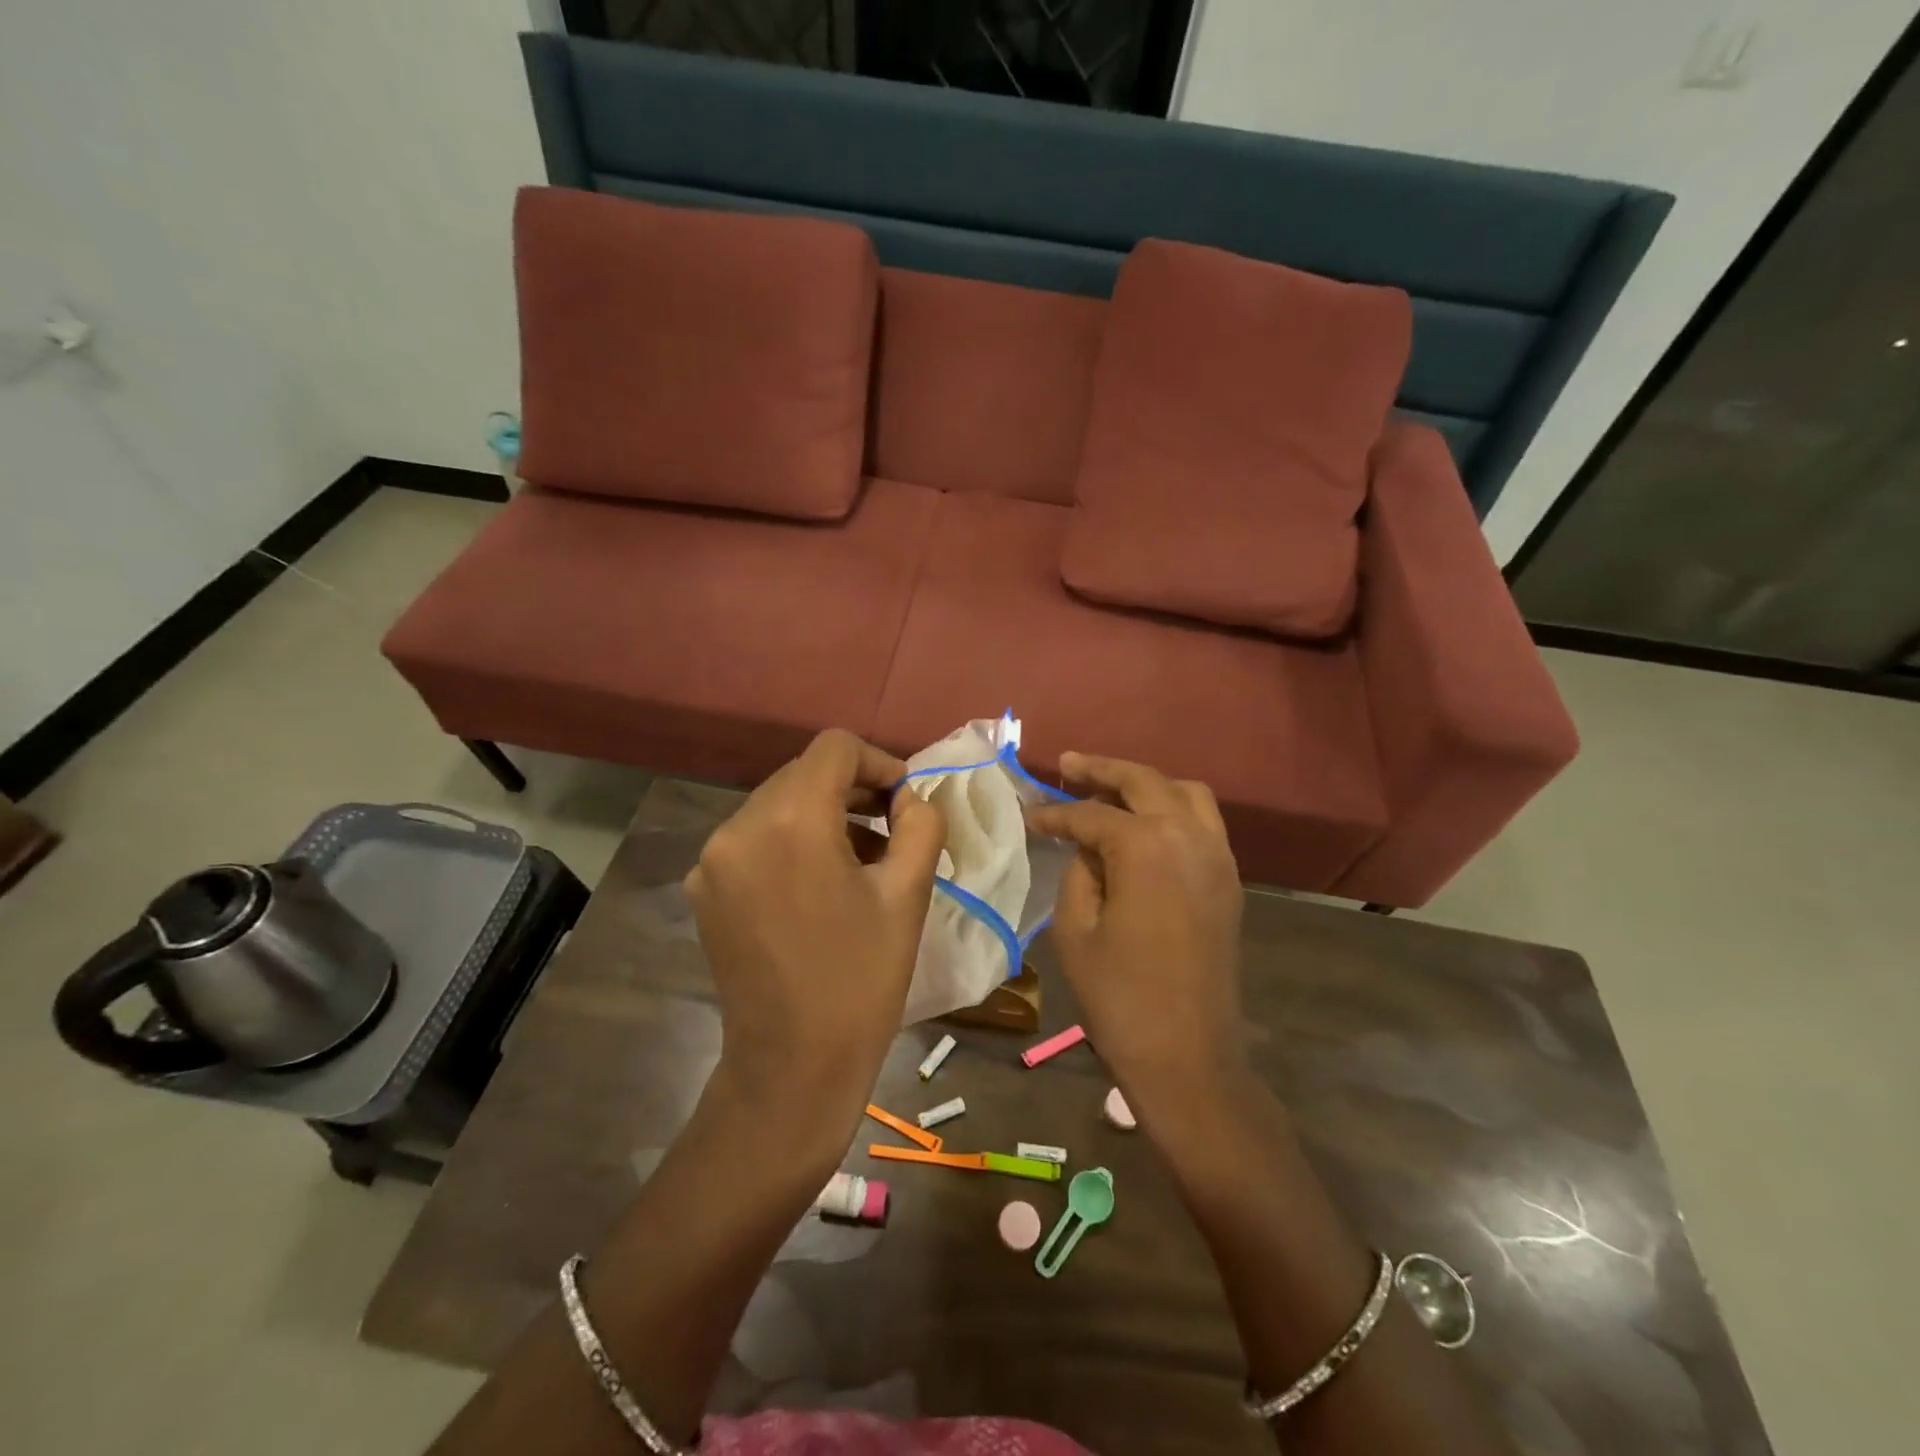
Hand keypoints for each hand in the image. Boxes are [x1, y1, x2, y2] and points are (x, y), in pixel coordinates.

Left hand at [685, 730, 945, 1153]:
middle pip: (803, 773)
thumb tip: (911, 797)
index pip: (834, 748)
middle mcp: (739, 827)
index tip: (905, 801)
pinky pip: (755, 839)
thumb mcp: (909, 894)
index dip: (878, 761)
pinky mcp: (705, 889)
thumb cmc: (861, 979)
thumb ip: (920, 825)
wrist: (792, 1066)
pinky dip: (792, 842)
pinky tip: (821, 883)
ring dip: (824, 816)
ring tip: (864, 858)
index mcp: (790, 821)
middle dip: (853, 789)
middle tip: (894, 827)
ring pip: (778, 804)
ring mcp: (713, 859)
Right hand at [1025, 753, 1246, 1110]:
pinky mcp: (1228, 880)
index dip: (1054, 814)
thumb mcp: (1075, 930)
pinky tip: (1144, 824)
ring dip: (1144, 783)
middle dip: (1101, 769)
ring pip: (1184, 792)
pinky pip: (1203, 822)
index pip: (1091, 814)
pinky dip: (1172, 807)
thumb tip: (1087, 848)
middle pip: (1143, 781)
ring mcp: (1217, 856)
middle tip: (1065, 765)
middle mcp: (1188, 837)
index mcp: (1145, 847)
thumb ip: (1079, 873)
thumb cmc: (1119, 997)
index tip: (1028, 815)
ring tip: (1108, 787)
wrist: (1188, 1057)